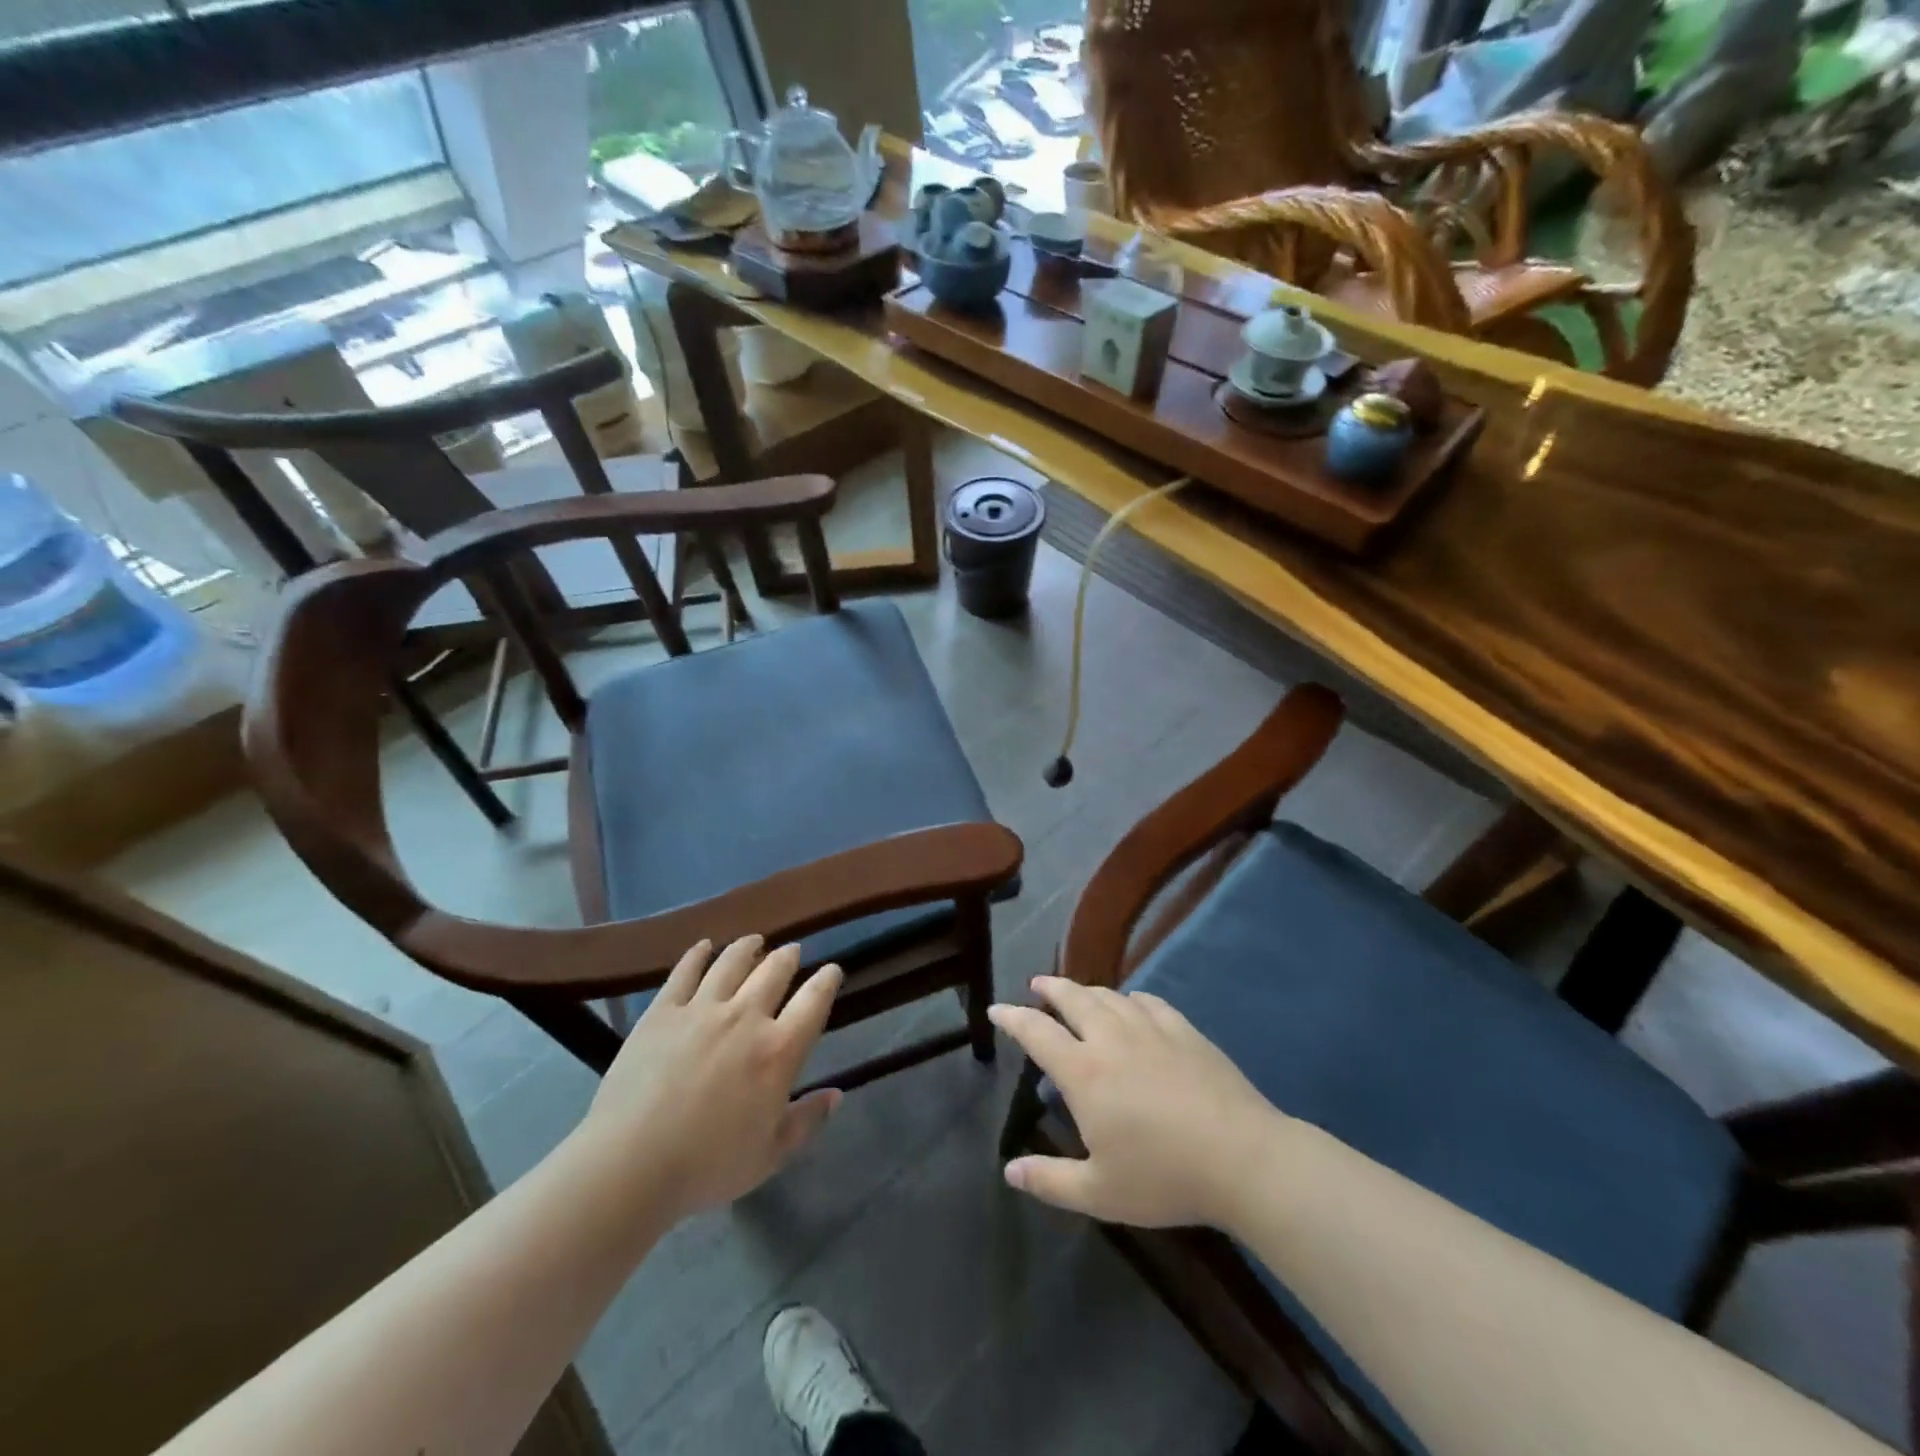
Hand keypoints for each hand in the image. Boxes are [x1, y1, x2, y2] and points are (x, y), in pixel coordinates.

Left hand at [580, 936, 842, 1221]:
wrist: (630, 1164)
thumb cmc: (707, 1166)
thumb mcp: (770, 1155)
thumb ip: (807, 1121)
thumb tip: (837, 1095)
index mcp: (778, 1051)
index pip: (814, 1001)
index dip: (827, 981)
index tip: (832, 970)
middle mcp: (745, 1017)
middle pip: (774, 971)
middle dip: (788, 957)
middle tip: (792, 951)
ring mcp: (701, 1009)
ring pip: (732, 963)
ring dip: (748, 947)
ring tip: (755, 940)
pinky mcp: (662, 1012)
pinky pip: (685, 972)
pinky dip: (698, 954)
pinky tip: (704, 946)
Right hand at [988, 976, 1282, 1229]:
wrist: (1241, 1157)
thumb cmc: (1163, 1176)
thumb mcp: (1099, 1192)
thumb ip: (1050, 1180)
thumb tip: (1009, 1171)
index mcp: (1084, 1072)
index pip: (1037, 1032)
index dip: (1013, 1019)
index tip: (997, 1010)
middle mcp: (1111, 1038)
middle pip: (1072, 998)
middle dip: (1050, 989)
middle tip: (1038, 986)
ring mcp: (1150, 1029)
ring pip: (1109, 996)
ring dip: (1087, 991)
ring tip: (1078, 994)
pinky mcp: (1184, 1030)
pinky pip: (1148, 1002)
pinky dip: (1130, 999)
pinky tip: (1132, 1005)